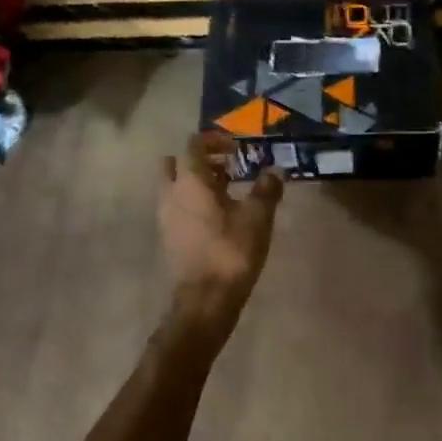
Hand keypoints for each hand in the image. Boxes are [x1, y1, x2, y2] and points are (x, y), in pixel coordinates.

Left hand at [159, 131, 283, 344]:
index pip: (193, 145)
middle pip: (176, 163)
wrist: (205, 300)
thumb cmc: (231, 251)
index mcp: (190, 181)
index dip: (214, 140)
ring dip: (196, 182)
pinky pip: (176, 206)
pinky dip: (192, 202)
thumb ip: (267, 189)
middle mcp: (171, 193)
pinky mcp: (168, 236)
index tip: (237, 148)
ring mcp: (165, 216)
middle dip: (200, 159)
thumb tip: (276, 171)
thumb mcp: (258, 217)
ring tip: (227, 191)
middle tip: (227, 167)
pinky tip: (218, 216)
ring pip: (174, 186)